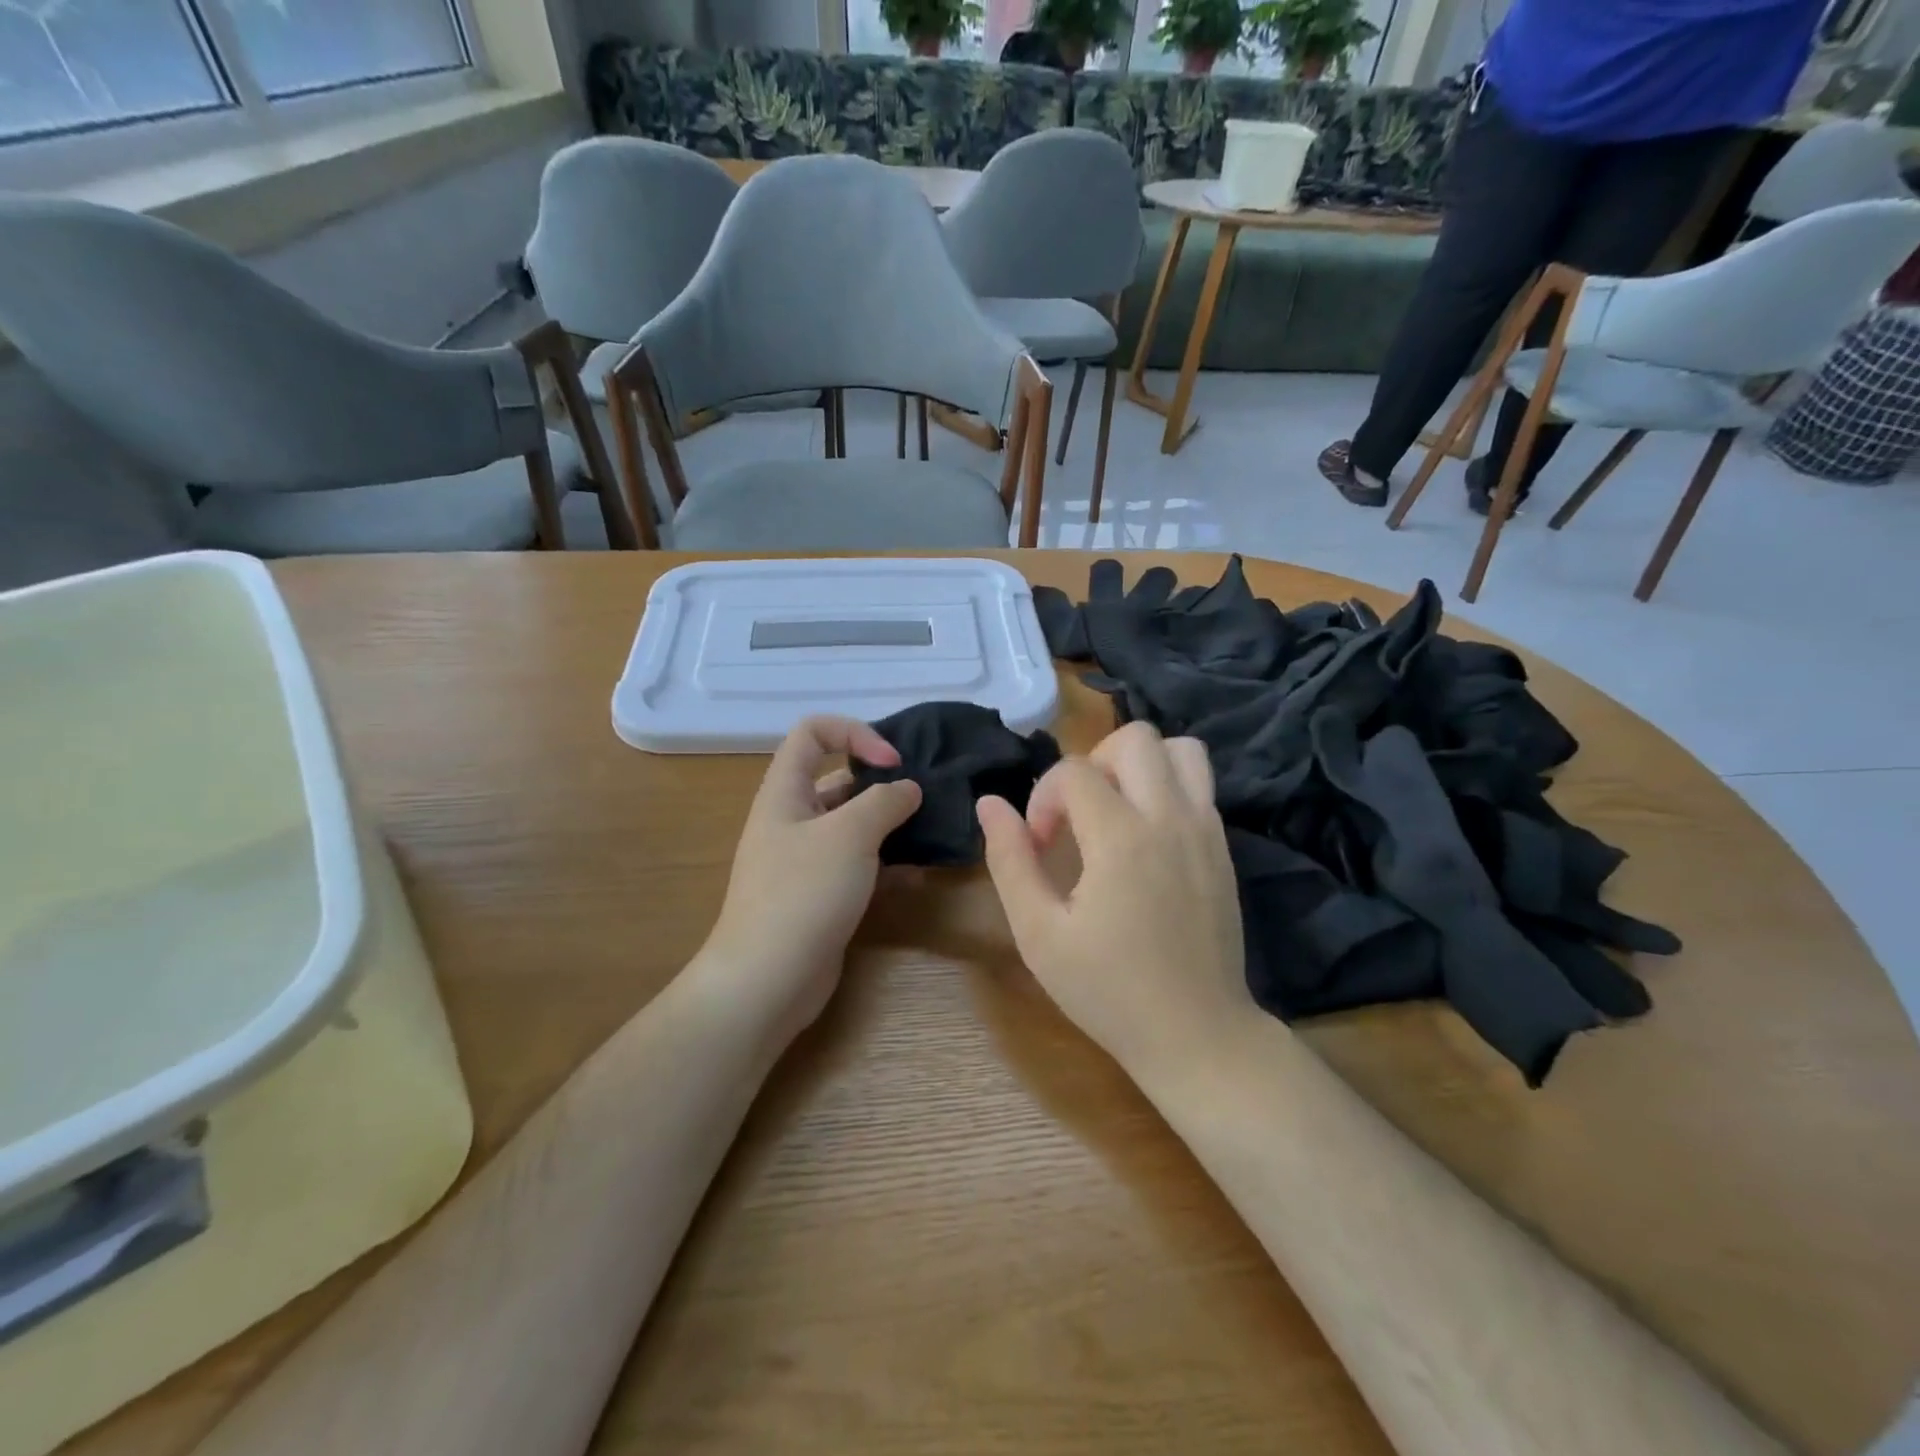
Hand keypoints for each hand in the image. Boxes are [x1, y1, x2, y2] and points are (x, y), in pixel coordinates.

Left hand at [697, 717, 921, 1044]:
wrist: (767, 979)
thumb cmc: (804, 892)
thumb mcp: (849, 835)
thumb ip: (884, 801)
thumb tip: (908, 788)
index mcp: (785, 792)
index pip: (812, 733)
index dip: (854, 733)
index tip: (892, 762)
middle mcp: (792, 819)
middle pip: (837, 779)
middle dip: (881, 782)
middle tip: (924, 797)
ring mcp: (805, 860)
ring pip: (852, 825)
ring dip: (889, 824)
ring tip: (929, 831)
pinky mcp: (821, 894)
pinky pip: (857, 864)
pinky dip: (886, 863)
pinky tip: (917, 874)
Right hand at [977, 722, 1251, 1085]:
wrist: (1197, 1034)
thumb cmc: (1109, 991)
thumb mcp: (1039, 934)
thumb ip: (1010, 861)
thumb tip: (989, 803)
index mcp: (1122, 838)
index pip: (1074, 772)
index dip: (1044, 800)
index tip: (1041, 847)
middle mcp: (1170, 817)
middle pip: (1133, 737)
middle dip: (1091, 763)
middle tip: (1077, 815)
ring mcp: (1205, 828)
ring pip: (1179, 748)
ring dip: (1138, 763)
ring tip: (1114, 810)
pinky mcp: (1223, 846)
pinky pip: (1199, 782)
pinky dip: (1167, 785)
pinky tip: (1144, 835)